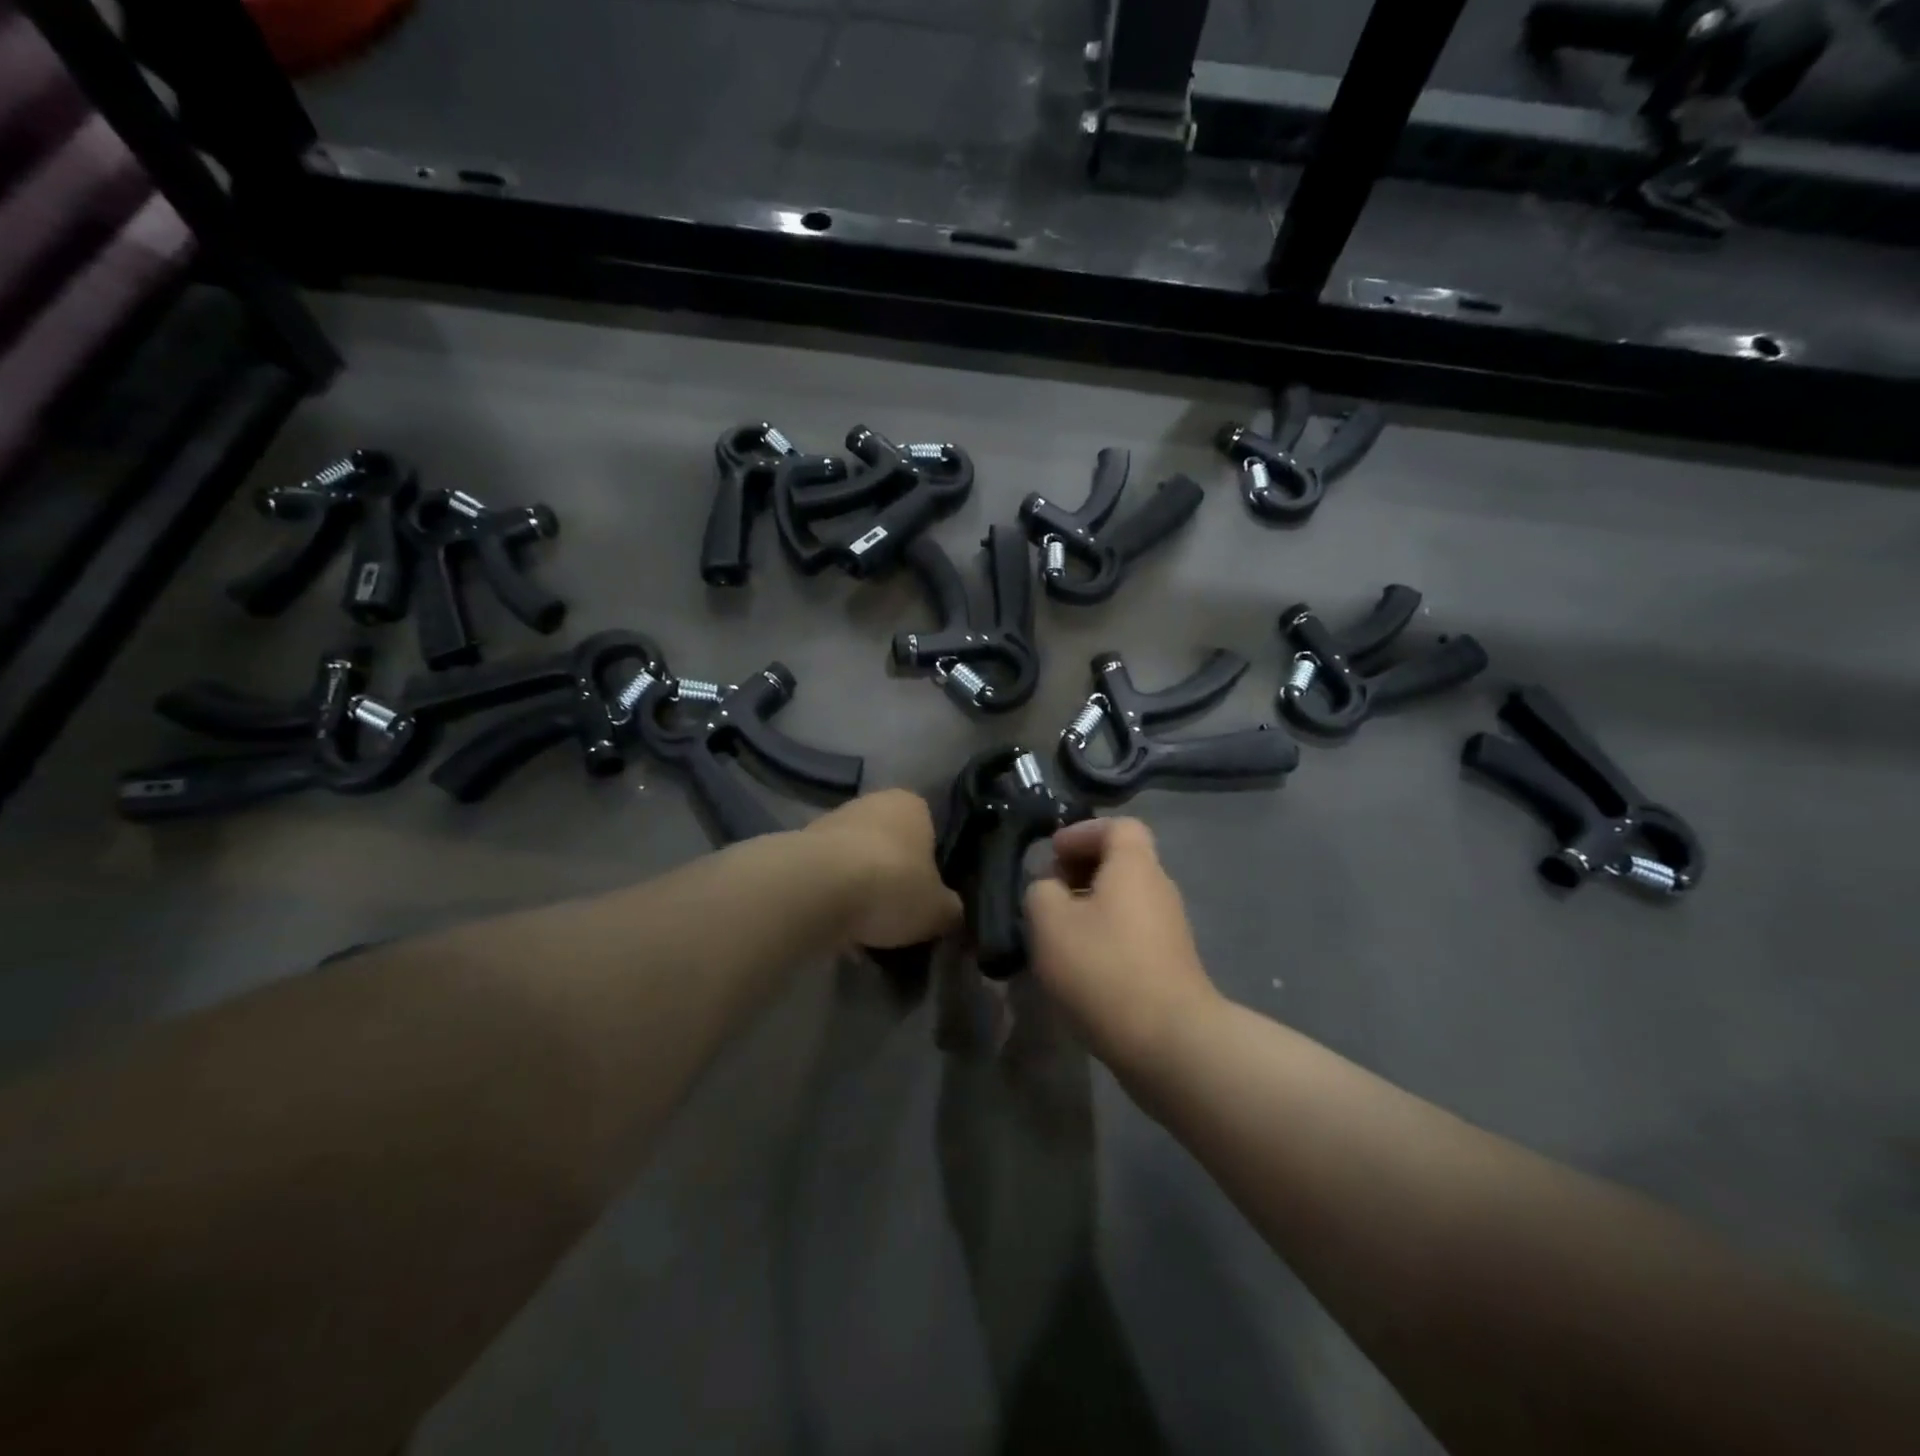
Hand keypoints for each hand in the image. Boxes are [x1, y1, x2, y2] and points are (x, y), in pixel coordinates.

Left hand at [807, 790, 962, 948]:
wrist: (816, 889)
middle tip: (899, 913)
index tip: (928, 895)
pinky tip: (837, 929)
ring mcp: (831, 822)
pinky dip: (833, 899)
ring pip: (856, 860)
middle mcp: (871, 802)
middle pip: (889, 843)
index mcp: (912, 804)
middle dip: (893, 876)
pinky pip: (827, 879)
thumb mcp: (939, 909)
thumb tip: (952, 914)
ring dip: (860, 888)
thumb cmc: (892, 885)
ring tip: (867, 929)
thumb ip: (951, 909)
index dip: (931, 865)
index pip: (930, 830)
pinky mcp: (799, 848)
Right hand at [1026, 817, 1218, 1071]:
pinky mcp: (1170, 963)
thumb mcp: (1049, 922)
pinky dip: (1104, 934)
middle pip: (1121, 862)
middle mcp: (1159, 888)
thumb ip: (1040, 892)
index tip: (1052, 853)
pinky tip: (1080, 965)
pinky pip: (1131, 931)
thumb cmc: (1104, 967)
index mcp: (1135, 866)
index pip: (1117, 826)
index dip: (1082, 832)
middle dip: (1081, 870)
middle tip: (1048, 893)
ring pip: (1124, 899)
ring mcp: (1170, 928)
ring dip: (1089, 906)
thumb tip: (1050, 889)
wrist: (1169, 1041)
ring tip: (1057, 933)